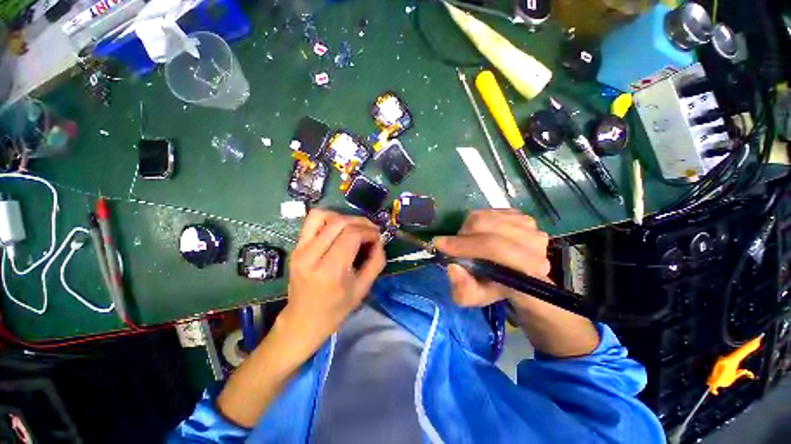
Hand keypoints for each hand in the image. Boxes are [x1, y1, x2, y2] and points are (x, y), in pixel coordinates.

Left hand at [279, 209, 385, 352]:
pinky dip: (329, 218)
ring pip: (324, 216)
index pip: (352, 235)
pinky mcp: (296, 246)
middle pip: (340, 222)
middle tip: (371, 231)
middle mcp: (311, 256)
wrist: (303, 319)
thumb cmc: (336, 308)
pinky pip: (312, 220)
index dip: (369, 231)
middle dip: (361, 222)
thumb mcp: (363, 288)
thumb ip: (376, 261)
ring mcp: (300, 249)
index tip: (377, 237)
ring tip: (355, 227)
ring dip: (344, 217)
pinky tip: (339, 228)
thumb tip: (379, 240)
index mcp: (330, 271)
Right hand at [434, 209, 550, 306]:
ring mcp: (529, 225)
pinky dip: (477, 221)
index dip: (465, 245)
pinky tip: (479, 233)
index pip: (494, 248)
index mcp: (528, 268)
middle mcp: (534, 242)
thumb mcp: (476, 297)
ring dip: (468, 228)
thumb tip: (453, 267)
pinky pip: (489, 211)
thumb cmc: (495, 287)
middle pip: (487, 227)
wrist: (515, 274)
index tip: (440, 245)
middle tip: (452, 246)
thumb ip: (464, 290)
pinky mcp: (521, 215)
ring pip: (486, 217)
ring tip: (467, 241)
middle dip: (463, 236)